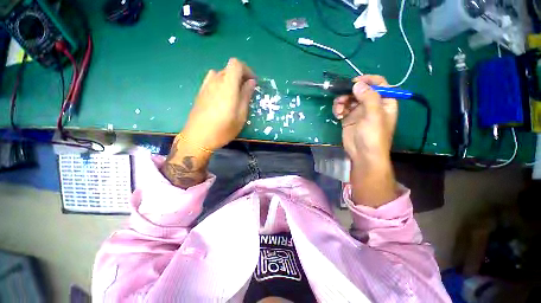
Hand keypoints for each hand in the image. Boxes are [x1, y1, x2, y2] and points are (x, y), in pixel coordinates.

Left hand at [182, 58, 255, 150]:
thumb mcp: (240, 116)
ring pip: (220, 74)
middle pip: (229, 68)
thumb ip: (246, 96)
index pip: (236, 64)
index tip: (252, 82)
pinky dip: (221, 84)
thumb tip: (251, 82)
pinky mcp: (200, 92)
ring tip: (234, 94)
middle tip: (246, 91)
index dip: (246, 70)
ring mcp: (205, 86)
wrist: (198, 137)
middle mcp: (215, 82)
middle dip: (240, 76)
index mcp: (227, 87)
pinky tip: (222, 98)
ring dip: (230, 80)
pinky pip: (212, 80)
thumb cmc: (223, 129)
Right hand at [332, 75, 397, 206]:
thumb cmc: (373, 136)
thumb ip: (368, 97)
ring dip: (342, 101)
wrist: (362, 155)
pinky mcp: (348, 118)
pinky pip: (342, 108)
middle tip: (343, 97)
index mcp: (384, 102)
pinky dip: (338, 109)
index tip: (355, 82)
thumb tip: (357, 84)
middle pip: (360, 90)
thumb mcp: (374, 115)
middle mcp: (372, 104)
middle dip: (350, 92)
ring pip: (349, 98)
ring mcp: (359, 111)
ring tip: (339, 110)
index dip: (368, 80)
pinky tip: (338, 115)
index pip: (379, 84)